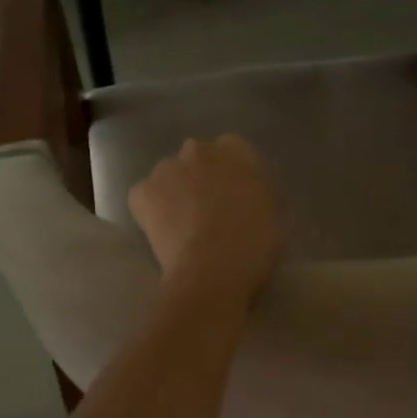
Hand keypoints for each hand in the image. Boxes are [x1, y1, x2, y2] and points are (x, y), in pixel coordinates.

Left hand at [129, 136, 283, 305]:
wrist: (213, 268)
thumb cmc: (254, 244)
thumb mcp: (274, 212)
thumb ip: (258, 192)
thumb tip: (246, 194)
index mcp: (238, 150)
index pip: (234, 150)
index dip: (231, 174)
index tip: (234, 195)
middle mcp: (201, 149)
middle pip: (198, 157)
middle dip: (201, 177)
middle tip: (209, 209)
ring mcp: (167, 167)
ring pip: (169, 175)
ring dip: (174, 191)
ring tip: (182, 224)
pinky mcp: (142, 190)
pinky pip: (144, 196)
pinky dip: (149, 210)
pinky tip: (161, 231)